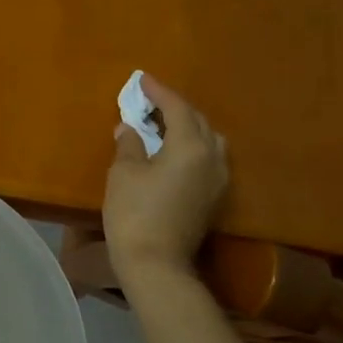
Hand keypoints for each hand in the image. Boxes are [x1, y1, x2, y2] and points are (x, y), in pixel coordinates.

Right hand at [104, 74, 228, 276]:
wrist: (156, 263)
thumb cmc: (134, 213)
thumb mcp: (123, 173)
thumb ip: (129, 144)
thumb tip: (129, 128)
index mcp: (191, 147)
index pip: (177, 108)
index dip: (159, 92)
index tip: (142, 79)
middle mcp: (212, 158)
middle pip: (198, 121)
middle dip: (175, 107)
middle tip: (151, 101)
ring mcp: (218, 180)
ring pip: (208, 140)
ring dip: (188, 127)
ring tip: (164, 124)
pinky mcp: (214, 198)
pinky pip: (208, 159)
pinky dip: (192, 147)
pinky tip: (174, 151)